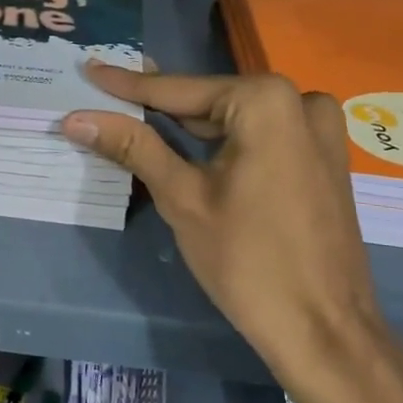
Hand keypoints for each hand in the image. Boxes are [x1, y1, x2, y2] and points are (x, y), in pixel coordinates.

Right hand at [62, 64, 402, 402]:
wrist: (325, 332)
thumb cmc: (249, 261)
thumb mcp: (182, 198)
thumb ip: (133, 147)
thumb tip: (77, 118)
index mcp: (265, 101)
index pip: (178, 90)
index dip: (126, 86)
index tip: (89, 70)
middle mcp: (299, 100)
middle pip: (209, 101)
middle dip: (159, 108)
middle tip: (106, 101)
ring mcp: (320, 129)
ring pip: (234, 119)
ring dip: (189, 127)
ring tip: (136, 122)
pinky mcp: (324, 157)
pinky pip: (262, 136)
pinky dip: (223, 142)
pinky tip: (188, 149)